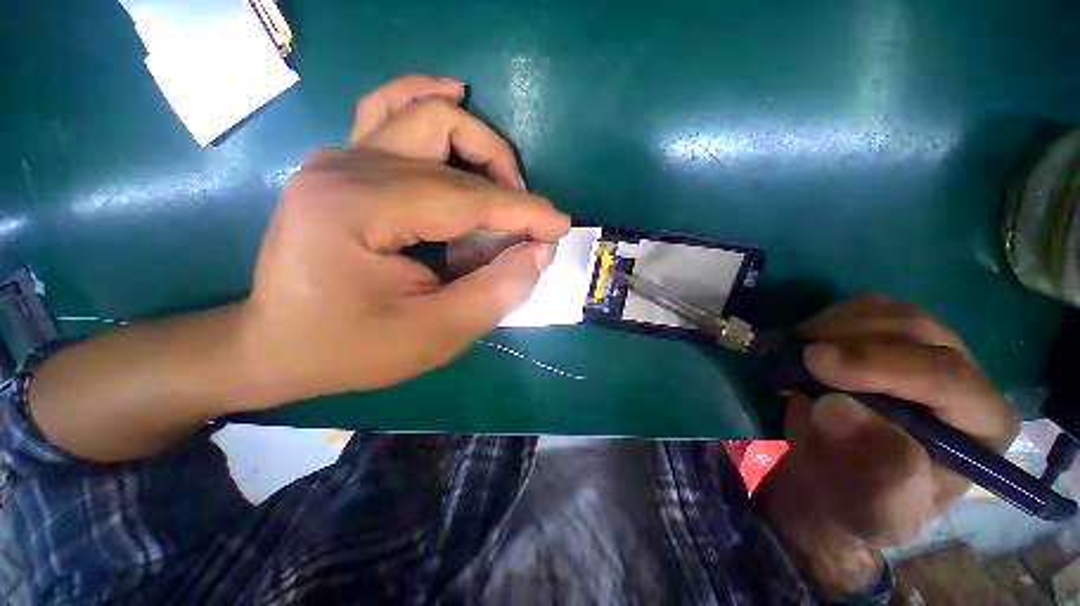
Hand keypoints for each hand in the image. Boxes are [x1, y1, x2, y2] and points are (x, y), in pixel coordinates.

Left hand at [230, 75, 570, 408]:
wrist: (278, 345)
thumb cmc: (352, 348)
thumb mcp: (436, 335)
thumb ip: (497, 291)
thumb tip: (539, 251)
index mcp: (359, 208)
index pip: (467, 197)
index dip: (524, 212)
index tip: (561, 226)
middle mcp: (346, 165)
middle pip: (448, 139)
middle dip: (505, 179)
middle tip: (526, 221)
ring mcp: (340, 157)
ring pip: (425, 113)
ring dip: (477, 143)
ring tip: (505, 181)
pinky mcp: (343, 164)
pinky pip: (390, 110)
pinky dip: (428, 101)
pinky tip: (453, 95)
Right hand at [757, 295, 1018, 592]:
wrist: (837, 479)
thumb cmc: (861, 501)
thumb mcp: (873, 510)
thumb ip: (874, 472)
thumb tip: (838, 407)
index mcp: (981, 427)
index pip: (949, 378)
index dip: (882, 365)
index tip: (815, 362)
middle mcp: (966, 379)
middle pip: (920, 331)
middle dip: (854, 339)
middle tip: (800, 356)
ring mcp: (927, 351)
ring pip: (890, 312)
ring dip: (836, 326)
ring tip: (800, 355)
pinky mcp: (889, 339)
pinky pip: (862, 310)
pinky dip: (828, 321)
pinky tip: (807, 345)